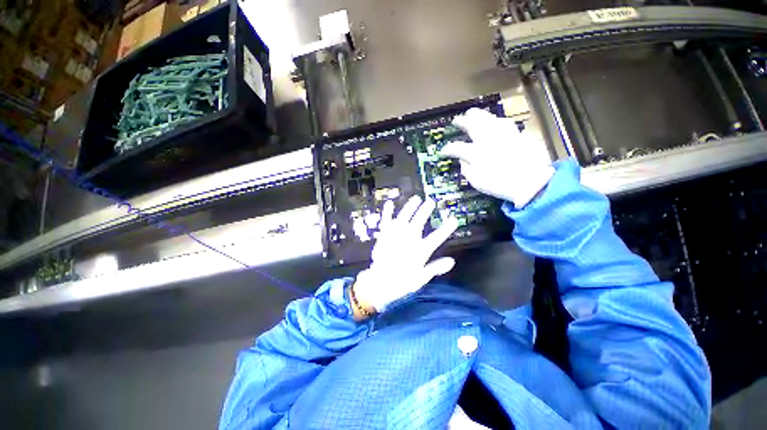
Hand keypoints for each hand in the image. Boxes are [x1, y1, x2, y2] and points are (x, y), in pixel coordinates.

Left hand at [353, 195, 459, 313]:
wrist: (380, 282)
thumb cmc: (402, 281)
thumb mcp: (422, 277)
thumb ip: (436, 267)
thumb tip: (452, 261)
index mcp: (420, 250)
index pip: (437, 237)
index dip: (446, 228)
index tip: (454, 219)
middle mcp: (408, 240)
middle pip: (419, 222)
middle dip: (425, 211)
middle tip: (431, 202)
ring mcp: (395, 236)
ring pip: (404, 217)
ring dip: (410, 207)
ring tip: (416, 198)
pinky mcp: (384, 235)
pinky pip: (386, 221)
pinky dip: (387, 212)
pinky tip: (389, 203)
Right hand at [440, 108, 555, 207]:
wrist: (531, 182)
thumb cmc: (500, 185)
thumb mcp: (477, 182)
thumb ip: (466, 169)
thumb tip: (462, 160)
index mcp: (476, 153)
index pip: (457, 147)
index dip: (448, 149)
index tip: (443, 151)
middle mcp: (488, 139)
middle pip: (473, 124)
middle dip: (463, 121)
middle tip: (457, 120)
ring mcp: (503, 134)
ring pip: (489, 118)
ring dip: (479, 115)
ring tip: (473, 114)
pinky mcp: (516, 134)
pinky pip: (503, 122)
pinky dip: (495, 120)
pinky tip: (494, 122)